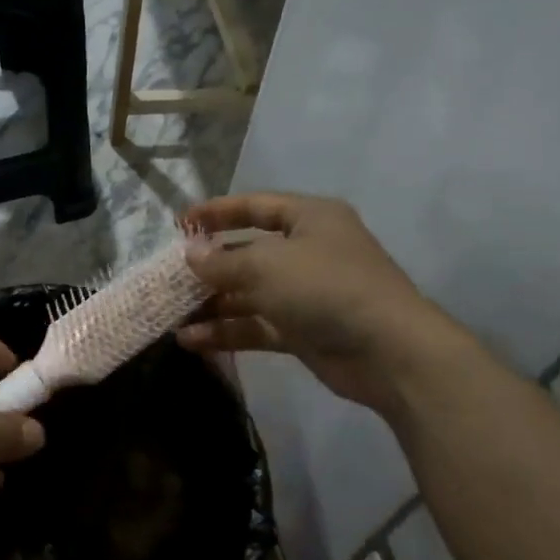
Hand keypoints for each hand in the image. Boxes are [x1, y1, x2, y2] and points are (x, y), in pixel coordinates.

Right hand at [179, 192, 463, 415]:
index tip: (180, 223)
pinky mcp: (304, 331)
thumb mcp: (267, 265)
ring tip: (172, 313)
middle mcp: (309, 251)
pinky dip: (227, 331)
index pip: (256, 206)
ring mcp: (307, 293)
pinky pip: (258, 324)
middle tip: (170, 276)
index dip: (217, 212)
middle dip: (210, 265)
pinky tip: (192, 340)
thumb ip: (223, 260)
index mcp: (310, 218)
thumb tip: (190, 254)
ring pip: (250, 292)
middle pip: (249, 252)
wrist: (390, 352)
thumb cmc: (327, 288)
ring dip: (213, 303)